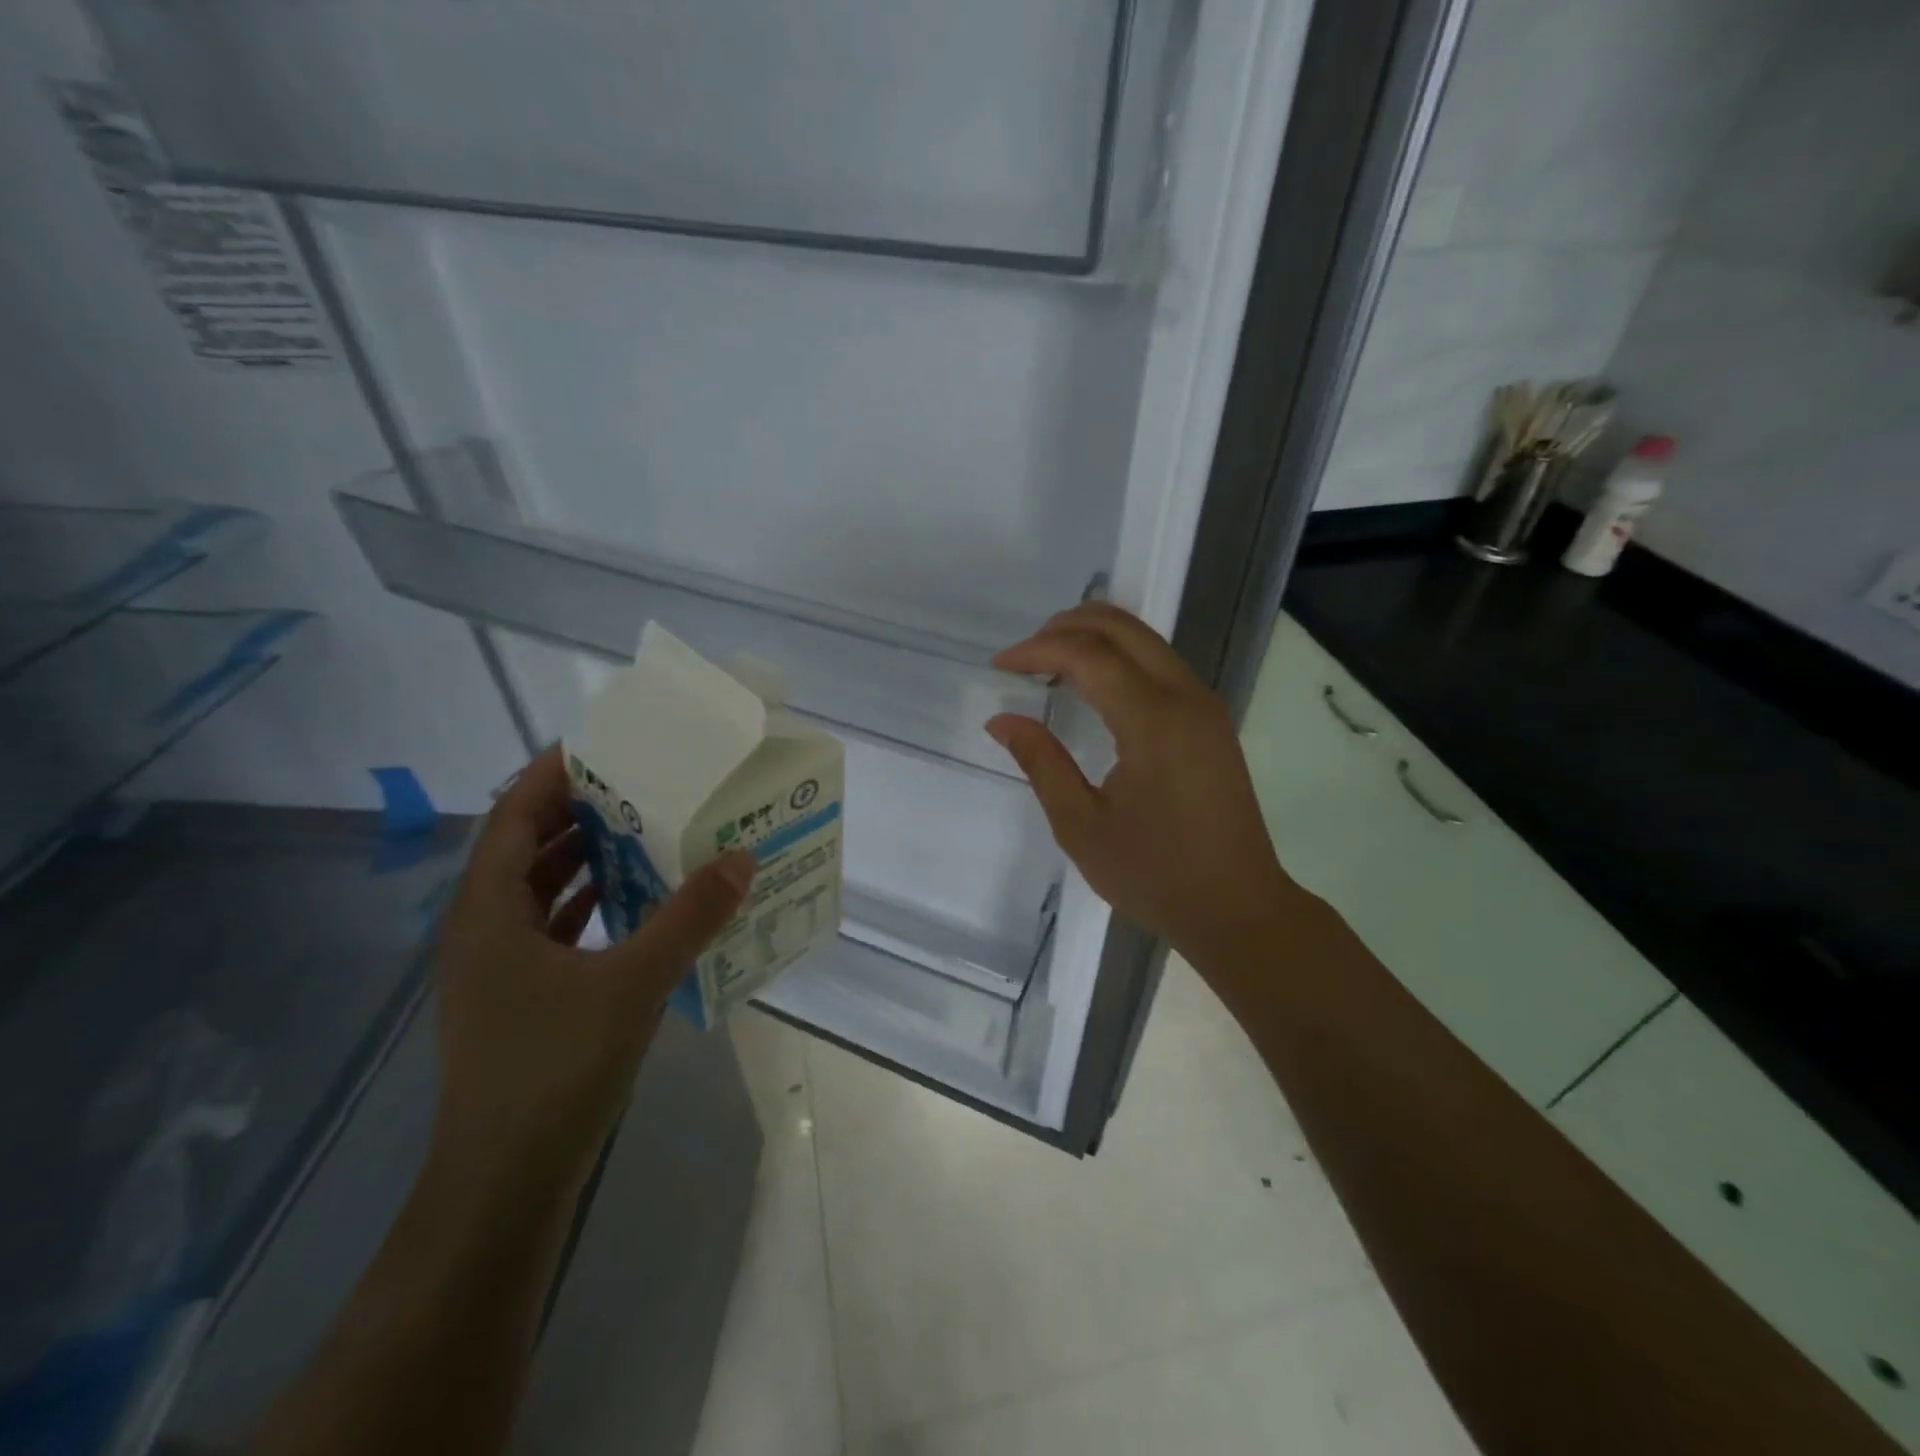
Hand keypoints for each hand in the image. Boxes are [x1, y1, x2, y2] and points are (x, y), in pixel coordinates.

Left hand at [429, 746, 754, 1206]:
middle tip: (640, 782)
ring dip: (586, 857)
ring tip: (645, 828)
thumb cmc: (554, 1069)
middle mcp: (482, 930)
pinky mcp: (520, 998)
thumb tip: (742, 858)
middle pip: (524, 847)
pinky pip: (554, 927)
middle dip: (577, 811)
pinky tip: (636, 900)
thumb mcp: (632, 983)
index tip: (603, 745)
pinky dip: (591, 903)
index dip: (551, 775)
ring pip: (539, 890)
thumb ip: (689, 917)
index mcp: (487, 912)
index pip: (511, 815)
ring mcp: (498, 968)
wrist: (506, 1184)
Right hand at [987, 603, 1290, 962]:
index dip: (1037, 650)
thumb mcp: (1081, 825)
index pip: (1087, 655)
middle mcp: (1185, 697)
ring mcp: (1204, 705)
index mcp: (1153, 720)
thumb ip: (1041, 762)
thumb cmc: (1155, 874)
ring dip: (1094, 638)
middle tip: (1023, 655)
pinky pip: (1160, 663)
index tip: (999, 665)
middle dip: (1065, 626)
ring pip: (1144, 639)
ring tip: (1049, 664)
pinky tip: (1091, 686)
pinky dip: (1119, 657)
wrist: (1237, 907)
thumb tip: (1001, 720)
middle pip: (1121, 627)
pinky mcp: (1211, 720)